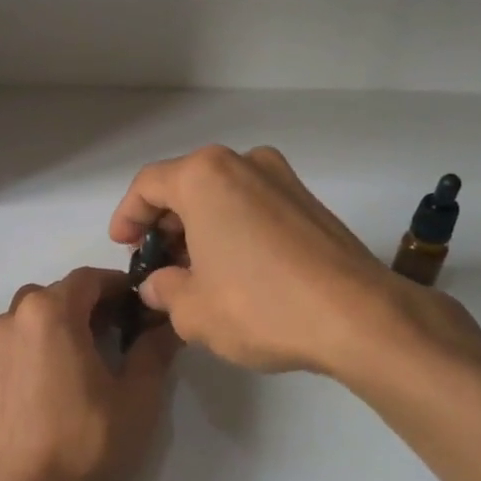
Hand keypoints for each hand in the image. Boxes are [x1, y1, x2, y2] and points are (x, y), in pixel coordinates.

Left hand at [0, 266, 178, 480]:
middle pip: (62, 293)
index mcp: (49, 311)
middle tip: (129, 331)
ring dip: (70, 321)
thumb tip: (169, 322)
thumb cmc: (86, 442)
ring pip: (39, 314)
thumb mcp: (137, 396)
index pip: (91, 278)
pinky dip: (48, 341)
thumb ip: (154, 350)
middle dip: (97, 304)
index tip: (146, 307)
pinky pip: (23, 338)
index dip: (122, 287)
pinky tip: (69, 375)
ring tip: (99, 353)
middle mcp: (15, 317)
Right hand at [109, 145, 480, 378]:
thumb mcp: (192, 310)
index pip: (149, 185)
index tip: (123, 246)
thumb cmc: (259, 306)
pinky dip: (234, 231)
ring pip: (223, 197)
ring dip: (201, 229)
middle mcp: (244, 163)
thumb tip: (160, 284)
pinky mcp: (311, 204)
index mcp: (205, 176)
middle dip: (166, 225)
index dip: (127, 216)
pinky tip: (235, 271)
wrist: (358, 317)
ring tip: (195, 273)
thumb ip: (164, 290)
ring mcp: (283, 180)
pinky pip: (255, 208)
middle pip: (187, 186)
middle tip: (158, 265)